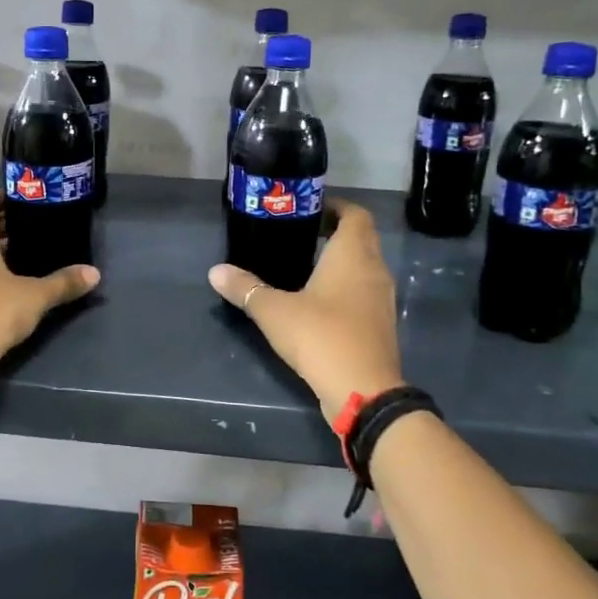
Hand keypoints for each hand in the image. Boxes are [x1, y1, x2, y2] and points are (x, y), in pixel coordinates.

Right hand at [208, 199, 403, 421]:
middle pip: (362, 237)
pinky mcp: (380, 324)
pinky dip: (347, 286)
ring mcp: (382, 298)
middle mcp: (374, 269)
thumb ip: (245, 288)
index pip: (355, 214)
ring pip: (366, 266)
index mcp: (353, 254)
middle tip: (301, 234)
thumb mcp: (274, 311)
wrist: (363, 391)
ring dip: (343, 260)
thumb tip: (215, 271)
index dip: (336, 207)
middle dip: (336, 231)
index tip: (309, 209)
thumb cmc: (321, 336)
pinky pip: (365, 291)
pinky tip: (320, 300)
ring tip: (306, 265)